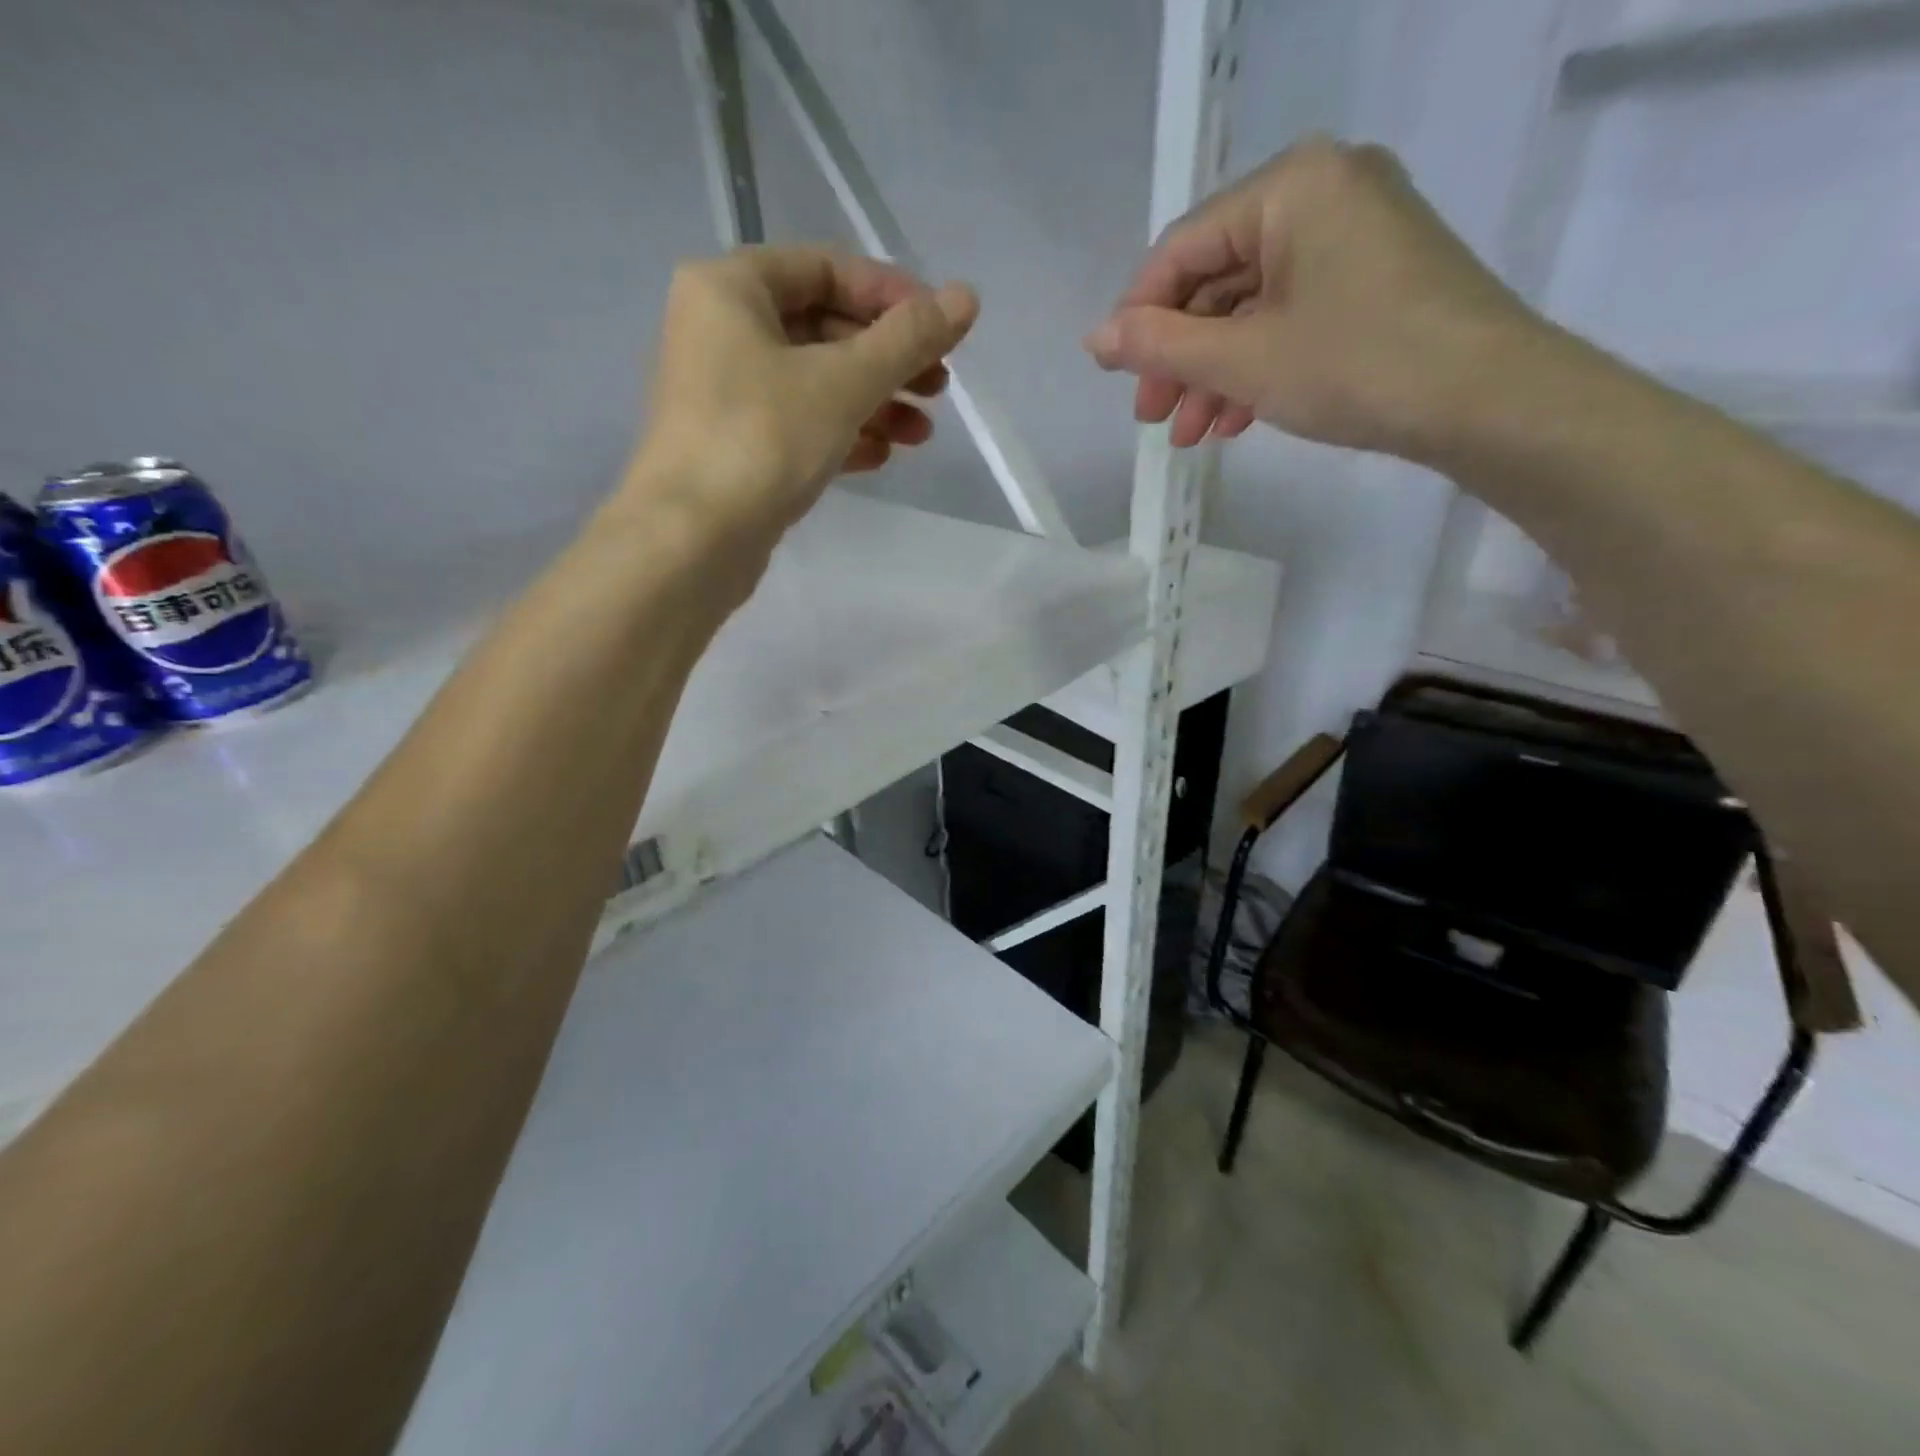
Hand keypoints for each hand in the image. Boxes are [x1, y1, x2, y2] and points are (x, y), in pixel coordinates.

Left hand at [624, 245, 978, 544]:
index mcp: (730, 288)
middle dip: (887, 360)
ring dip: (873, 404)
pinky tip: (881, 456)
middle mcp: (719, 331)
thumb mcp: (844, 382)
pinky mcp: (734, 448)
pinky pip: (797, 426)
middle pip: (821, 329)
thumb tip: (967, 297)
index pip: (825, 268)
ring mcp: (723, 395)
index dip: (890, 295)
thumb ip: (907, 339)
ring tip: (921, 435)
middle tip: (938, 389)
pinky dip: (841, 435)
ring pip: (813, 384)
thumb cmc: (763, 440)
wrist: (692, 540)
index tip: (941, 329)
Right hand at [1084, 138, 1544, 459]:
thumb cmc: (1355, 366)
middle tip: (1154, 417)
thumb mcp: (1243, 360)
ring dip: (1213, 372)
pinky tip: (1235, 418)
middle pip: (1217, 279)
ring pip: (1251, 305)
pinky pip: (1290, 314)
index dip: (1139, 318)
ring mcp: (1353, 232)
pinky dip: (1257, 365)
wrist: (1487, 399)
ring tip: (1192, 435)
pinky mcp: (1373, 275)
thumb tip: (1094, 338)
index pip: (1183, 250)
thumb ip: (1161, 346)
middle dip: (1179, 357)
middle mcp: (1322, 190)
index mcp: (1290, 185)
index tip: (1118, 381)